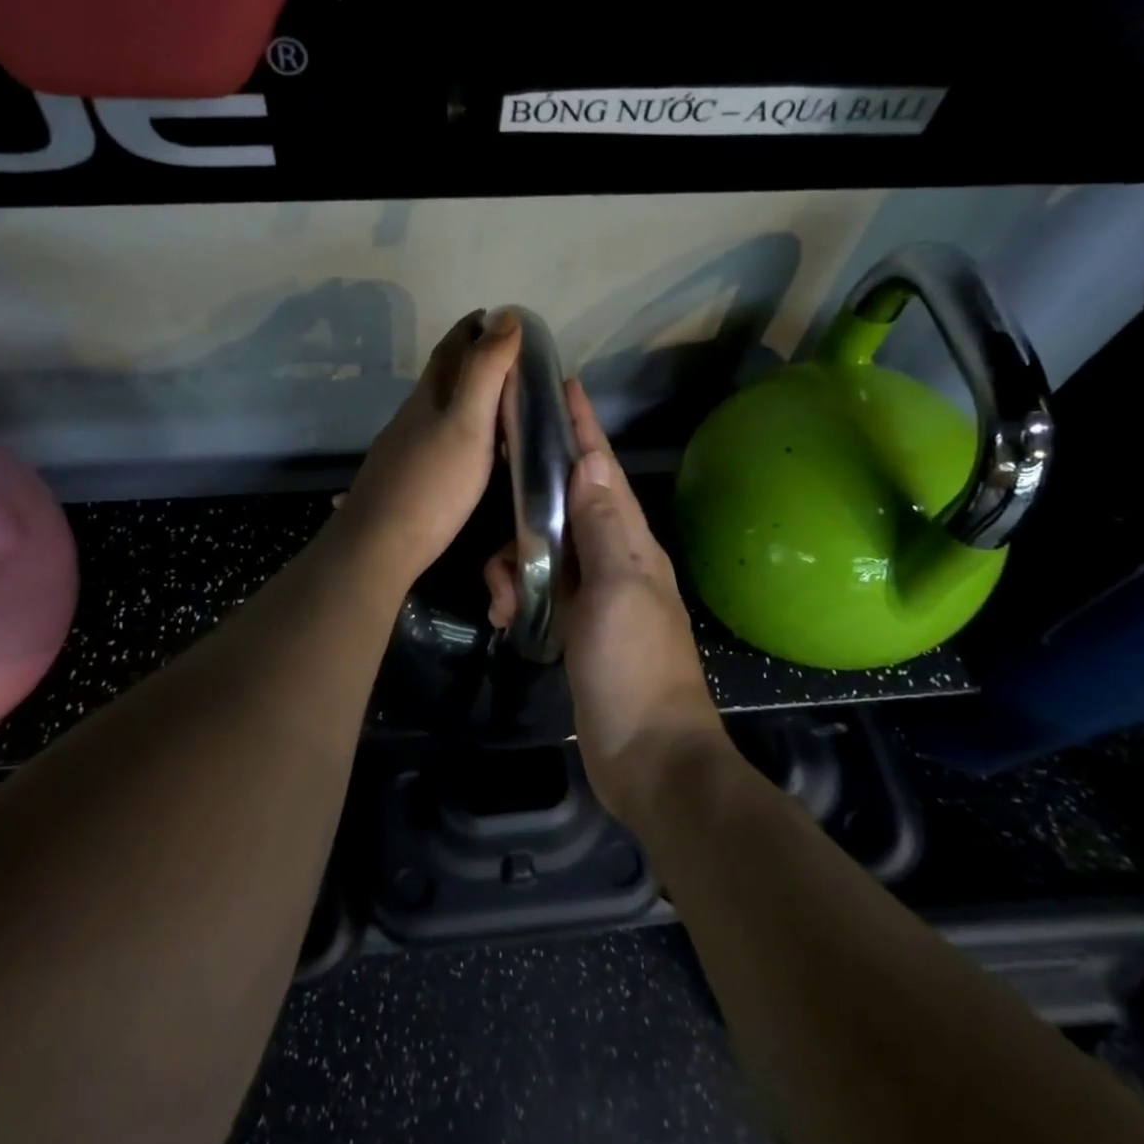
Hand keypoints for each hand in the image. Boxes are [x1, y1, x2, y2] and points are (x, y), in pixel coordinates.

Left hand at [331, 310, 522, 588]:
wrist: (378, 546)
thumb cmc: (431, 485)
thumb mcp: (468, 425)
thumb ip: (485, 373)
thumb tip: (505, 317)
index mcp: (429, 397)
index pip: (450, 349)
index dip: (472, 329)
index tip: (496, 316)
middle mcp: (411, 416)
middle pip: (441, 377)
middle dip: (470, 359)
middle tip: (508, 359)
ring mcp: (403, 448)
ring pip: (437, 410)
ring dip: (464, 397)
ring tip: (497, 403)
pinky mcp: (403, 478)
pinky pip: (435, 439)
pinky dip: (457, 430)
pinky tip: (467, 451)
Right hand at [485, 381, 723, 825]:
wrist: (648, 757)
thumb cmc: (634, 668)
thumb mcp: (618, 590)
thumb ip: (603, 527)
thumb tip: (591, 463)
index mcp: (633, 543)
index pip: (604, 472)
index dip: (584, 429)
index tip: (564, 386)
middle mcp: (616, 559)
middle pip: (568, 503)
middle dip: (531, 496)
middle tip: (495, 487)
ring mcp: (596, 595)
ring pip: (545, 549)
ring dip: (514, 561)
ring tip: (501, 594)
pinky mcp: (577, 625)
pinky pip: (539, 589)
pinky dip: (518, 593)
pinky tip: (506, 616)